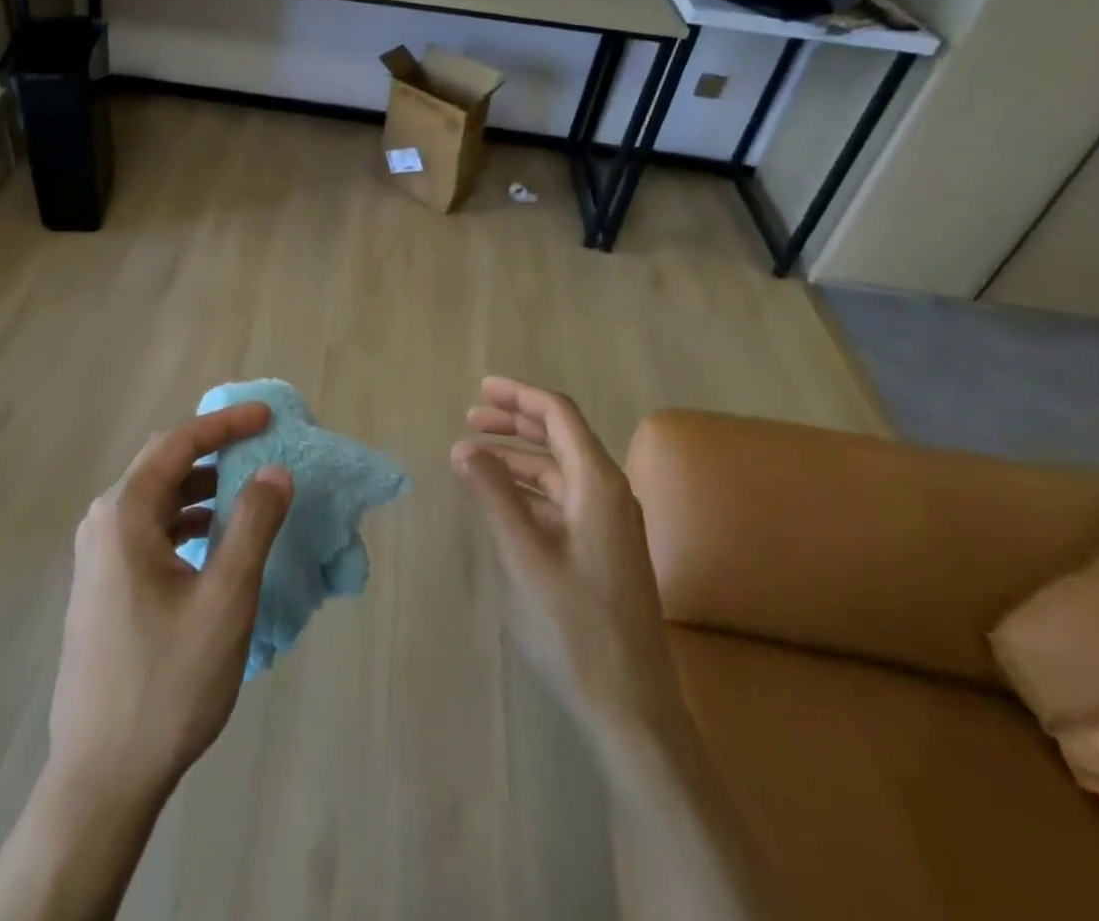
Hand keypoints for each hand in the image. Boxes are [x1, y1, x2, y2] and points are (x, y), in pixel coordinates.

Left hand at [48, 403, 293, 809]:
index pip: (178, 443)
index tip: (267, 417)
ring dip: (202, 487)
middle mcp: (103, 524)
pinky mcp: (104, 586)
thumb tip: (274, 470)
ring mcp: (98, 558)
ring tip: (247, 492)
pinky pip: (150, 531)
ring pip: (157, 499)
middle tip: (260, 445)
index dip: (225, 424)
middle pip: (163, 464)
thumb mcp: (225, 599)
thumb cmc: (166, 682)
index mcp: (124, 515)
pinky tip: (217, 542)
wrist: (100, 778)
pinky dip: (187, 521)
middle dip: (214, 449)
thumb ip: (253, 525)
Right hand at [452, 377, 681, 749]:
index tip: (480, 389)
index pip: (559, 415)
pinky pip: (562, 501)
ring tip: (474, 458)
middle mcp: (610, 494)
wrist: (633, 710)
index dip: (519, 396)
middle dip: (516, 422)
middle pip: (561, 437)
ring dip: (518, 458)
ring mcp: (609, 524)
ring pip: (560, 471)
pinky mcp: (603, 550)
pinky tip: (501, 500)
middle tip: (470, 418)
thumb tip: (464, 447)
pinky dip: (529, 490)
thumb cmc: (577, 628)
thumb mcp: (525, 557)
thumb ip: (494, 496)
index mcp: (599, 484)